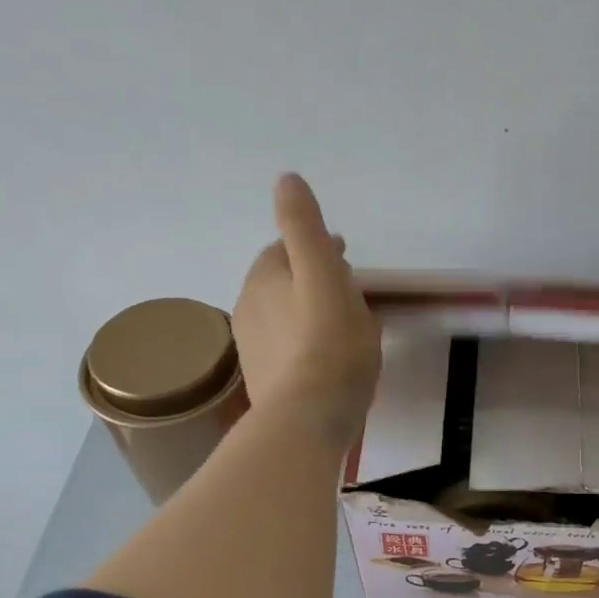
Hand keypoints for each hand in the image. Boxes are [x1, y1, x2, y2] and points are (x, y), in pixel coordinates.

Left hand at [232, 174, 381, 447]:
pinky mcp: (267, 383)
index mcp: (263, 279)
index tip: (345, 256)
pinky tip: (330, 361)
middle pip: (284, 284)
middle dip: (312, 279)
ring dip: (310, 313)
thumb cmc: (328, 343)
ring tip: (345, 328)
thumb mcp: (323, 274)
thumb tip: (285, 179)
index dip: (315, 247)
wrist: (308, 418)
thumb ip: (304, 226)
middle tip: (349, 291)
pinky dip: (309, 345)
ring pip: (286, 318)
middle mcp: (249, 309)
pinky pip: (291, 351)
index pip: (285, 249)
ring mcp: (255, 349)